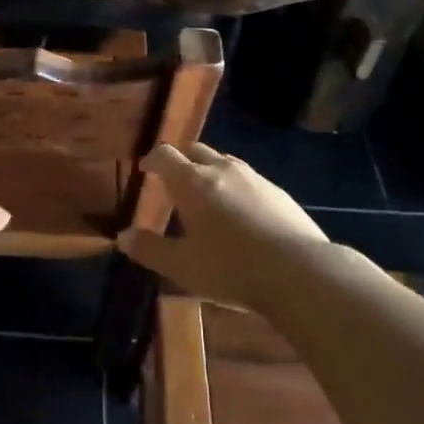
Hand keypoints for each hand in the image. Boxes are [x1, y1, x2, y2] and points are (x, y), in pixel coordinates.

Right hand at [118, 143, 332, 309]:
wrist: (300, 272)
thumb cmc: (231, 268)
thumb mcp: (182, 266)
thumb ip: (150, 249)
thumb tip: (122, 236)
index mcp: (192, 182)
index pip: (165, 155)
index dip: (152, 159)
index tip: (146, 169)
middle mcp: (221, 170)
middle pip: (196, 151)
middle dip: (182, 161)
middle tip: (175, 182)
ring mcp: (254, 178)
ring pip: (225, 162)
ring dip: (210, 172)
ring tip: (208, 196)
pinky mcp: (279, 192)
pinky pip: (249, 179)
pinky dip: (236, 187)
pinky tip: (242, 213)